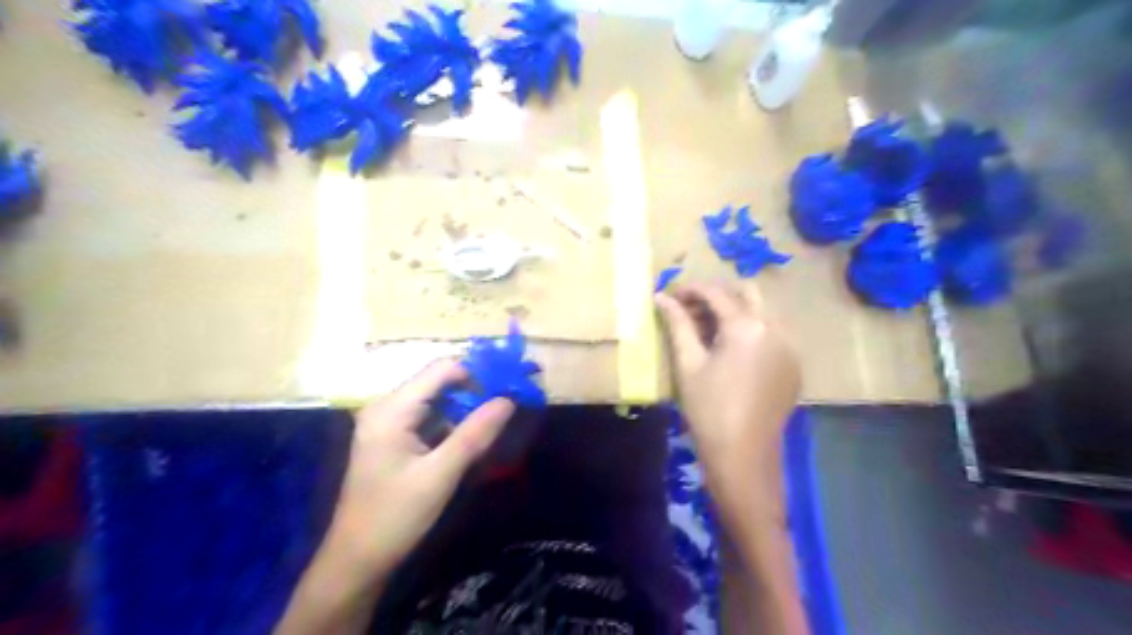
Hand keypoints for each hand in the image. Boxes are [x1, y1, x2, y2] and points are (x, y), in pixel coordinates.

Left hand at [323, 362, 513, 585]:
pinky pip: (430, 417)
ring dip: (467, 407)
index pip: (442, 369)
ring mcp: (389, 422)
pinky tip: (472, 438)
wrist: (356, 562)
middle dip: (475, 390)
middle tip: (510, 404)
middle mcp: (387, 406)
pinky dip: (454, 423)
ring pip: (437, 400)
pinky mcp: (394, 437)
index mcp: (391, 409)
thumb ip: (475, 434)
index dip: (478, 373)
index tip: (510, 387)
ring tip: (497, 421)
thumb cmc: (394, 518)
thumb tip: (509, 399)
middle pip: (439, 381)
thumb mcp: (440, 475)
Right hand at [654, 283, 814, 634]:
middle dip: (716, 296)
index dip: (690, 289)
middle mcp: (775, 328)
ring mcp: (789, 347)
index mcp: (747, 326)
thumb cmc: (709, 410)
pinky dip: (750, 330)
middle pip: (746, 293)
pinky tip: (729, 351)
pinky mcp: (793, 365)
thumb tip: (662, 297)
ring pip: (761, 312)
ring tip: (705, 331)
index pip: (716, 293)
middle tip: (689, 312)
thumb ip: (677, 324)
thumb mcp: (688, 364)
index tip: (669, 296)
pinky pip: (771, 333)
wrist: (743, 457)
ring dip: (734, 312)